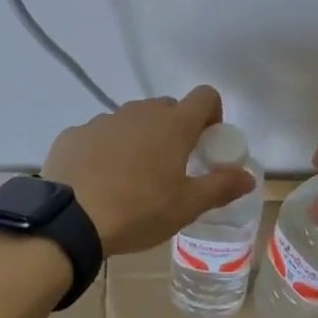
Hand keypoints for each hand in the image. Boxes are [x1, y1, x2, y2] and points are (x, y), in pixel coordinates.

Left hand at [42, 87, 255, 255]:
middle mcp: (139, 112)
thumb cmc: (138, 211)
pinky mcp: (74, 133)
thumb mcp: (186, 206)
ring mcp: (104, 120)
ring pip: (132, 121)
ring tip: (132, 179)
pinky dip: (105, 150)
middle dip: (174, 130)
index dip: (211, 115)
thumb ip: (220, 186)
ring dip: (139, 139)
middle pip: (167, 108)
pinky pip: (99, 135)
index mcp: (173, 125)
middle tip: (171, 167)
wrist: (69, 221)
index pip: (205, 96)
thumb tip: (248, 176)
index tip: (206, 144)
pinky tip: (98, 181)